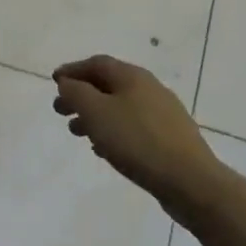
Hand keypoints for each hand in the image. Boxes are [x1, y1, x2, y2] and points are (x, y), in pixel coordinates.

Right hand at [53, 55, 232, 217]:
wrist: (191, 182)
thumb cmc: (137, 141)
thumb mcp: (96, 112)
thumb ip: (76, 93)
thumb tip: (67, 83)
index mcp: (133, 76)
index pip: (97, 63)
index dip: (73, 70)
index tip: (54, 82)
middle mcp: (150, 88)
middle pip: (108, 85)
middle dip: (81, 95)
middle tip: (60, 111)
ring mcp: (163, 114)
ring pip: (120, 107)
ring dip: (95, 116)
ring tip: (77, 133)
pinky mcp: (170, 139)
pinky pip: (133, 127)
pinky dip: (113, 132)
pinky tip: (104, 149)